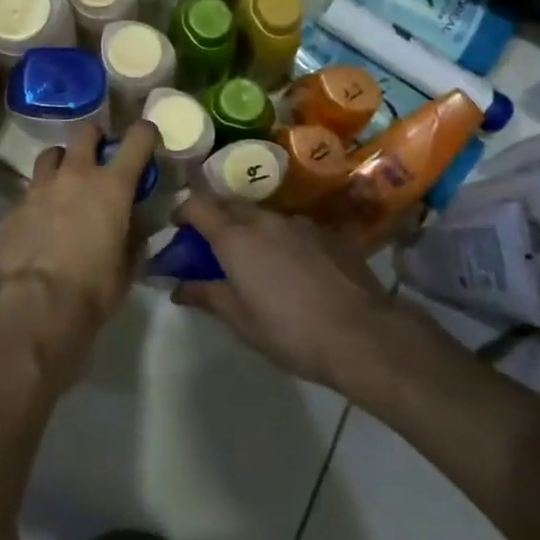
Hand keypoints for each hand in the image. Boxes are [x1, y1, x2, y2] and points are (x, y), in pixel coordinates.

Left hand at [0, 120, 160, 385]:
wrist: (36, 308)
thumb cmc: (93, 290)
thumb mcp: (128, 266)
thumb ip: (133, 235)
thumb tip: (132, 222)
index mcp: (111, 186)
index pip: (136, 140)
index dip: (145, 132)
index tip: (147, 137)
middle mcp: (74, 176)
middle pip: (84, 131)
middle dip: (94, 138)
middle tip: (98, 156)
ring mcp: (38, 189)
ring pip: (50, 156)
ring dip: (61, 164)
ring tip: (64, 185)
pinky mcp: (12, 209)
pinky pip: (29, 193)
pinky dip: (38, 201)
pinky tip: (40, 225)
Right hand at [170, 195, 391, 389]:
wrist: (363, 335)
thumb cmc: (291, 331)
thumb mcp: (241, 320)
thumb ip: (207, 295)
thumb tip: (177, 287)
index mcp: (236, 237)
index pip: (198, 205)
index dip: (182, 212)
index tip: (176, 228)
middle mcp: (265, 219)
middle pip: (229, 204)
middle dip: (214, 218)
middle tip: (209, 245)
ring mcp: (299, 223)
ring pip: (262, 215)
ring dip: (248, 228)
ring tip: (252, 258)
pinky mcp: (327, 233)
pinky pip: (291, 228)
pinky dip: (279, 239)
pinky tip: (290, 268)